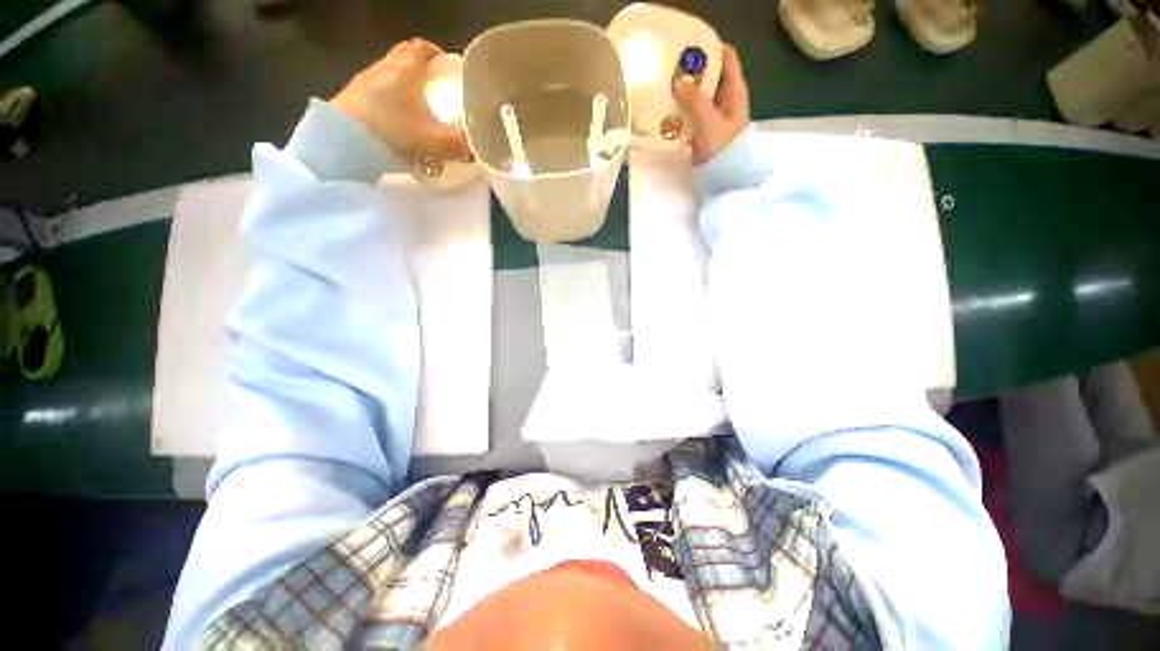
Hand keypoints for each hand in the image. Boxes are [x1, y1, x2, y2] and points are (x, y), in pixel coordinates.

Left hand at [331, 38, 470, 162]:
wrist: (343, 141)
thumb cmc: (393, 131)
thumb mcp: (434, 142)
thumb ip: (458, 145)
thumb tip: (476, 151)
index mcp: (405, 69)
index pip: (421, 48)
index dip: (435, 53)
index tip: (446, 65)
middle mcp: (383, 68)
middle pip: (403, 58)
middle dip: (421, 69)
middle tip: (435, 88)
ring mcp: (364, 82)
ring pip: (389, 76)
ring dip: (404, 87)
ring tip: (418, 110)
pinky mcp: (351, 99)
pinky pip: (377, 94)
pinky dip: (390, 102)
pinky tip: (397, 123)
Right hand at [672, 44, 749, 164]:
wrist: (723, 177)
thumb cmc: (724, 149)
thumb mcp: (711, 123)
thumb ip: (696, 102)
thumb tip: (677, 84)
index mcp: (734, 91)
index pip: (727, 58)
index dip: (712, 48)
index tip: (690, 46)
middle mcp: (724, 98)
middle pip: (709, 73)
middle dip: (692, 68)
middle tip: (670, 66)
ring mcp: (712, 113)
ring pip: (698, 93)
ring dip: (683, 89)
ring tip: (664, 84)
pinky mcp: (702, 127)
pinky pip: (690, 111)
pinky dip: (680, 107)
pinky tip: (666, 107)